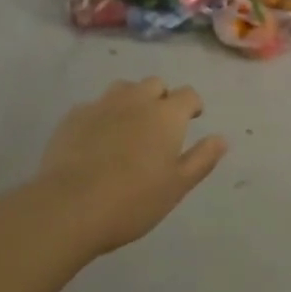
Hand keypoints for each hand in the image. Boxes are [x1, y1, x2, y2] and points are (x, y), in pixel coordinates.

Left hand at [34, 78, 227, 254]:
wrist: (69, 207)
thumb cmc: (132, 200)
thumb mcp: (177, 187)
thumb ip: (202, 159)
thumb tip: (221, 138)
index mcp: (166, 115)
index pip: (188, 94)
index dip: (192, 105)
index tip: (191, 120)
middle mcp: (136, 100)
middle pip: (155, 84)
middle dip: (161, 98)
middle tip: (159, 126)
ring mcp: (102, 105)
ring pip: (123, 89)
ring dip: (131, 100)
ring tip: (128, 127)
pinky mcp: (73, 116)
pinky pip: (94, 106)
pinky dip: (102, 115)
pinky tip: (96, 139)